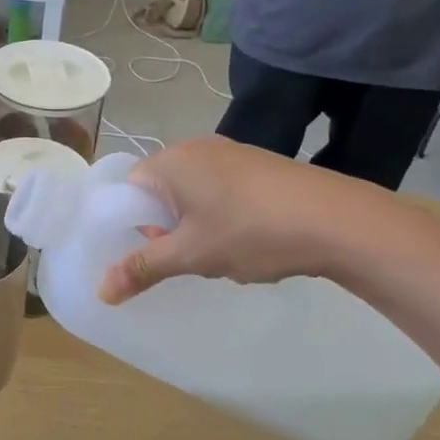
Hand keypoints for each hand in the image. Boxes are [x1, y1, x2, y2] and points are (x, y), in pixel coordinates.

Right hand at [97, 136, 388, 304]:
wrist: (337, 219)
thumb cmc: (250, 231)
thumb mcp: (191, 255)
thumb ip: (142, 268)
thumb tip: (101, 291)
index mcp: (171, 160)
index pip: (130, 188)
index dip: (134, 222)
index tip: (154, 250)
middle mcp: (198, 147)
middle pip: (163, 192)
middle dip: (170, 228)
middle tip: (189, 257)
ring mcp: (234, 153)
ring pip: (196, 195)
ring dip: (199, 227)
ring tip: (224, 253)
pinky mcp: (262, 165)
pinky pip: (225, 191)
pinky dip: (226, 217)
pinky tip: (252, 241)